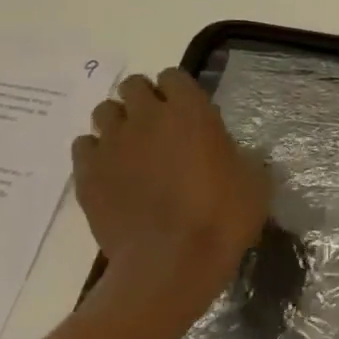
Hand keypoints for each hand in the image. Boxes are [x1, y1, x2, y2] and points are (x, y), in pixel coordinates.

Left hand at [72, 69, 269, 316]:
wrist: (171, 262)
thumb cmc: (223, 218)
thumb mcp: (255, 184)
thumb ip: (243, 158)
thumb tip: (239, 155)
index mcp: (192, 112)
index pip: (174, 76)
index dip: (179, 91)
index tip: (189, 111)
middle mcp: (147, 117)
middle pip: (133, 86)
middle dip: (144, 100)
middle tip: (159, 128)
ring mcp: (112, 144)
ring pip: (105, 112)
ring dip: (119, 123)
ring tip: (132, 149)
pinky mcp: (87, 173)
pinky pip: (84, 146)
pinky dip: (96, 153)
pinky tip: (112, 173)